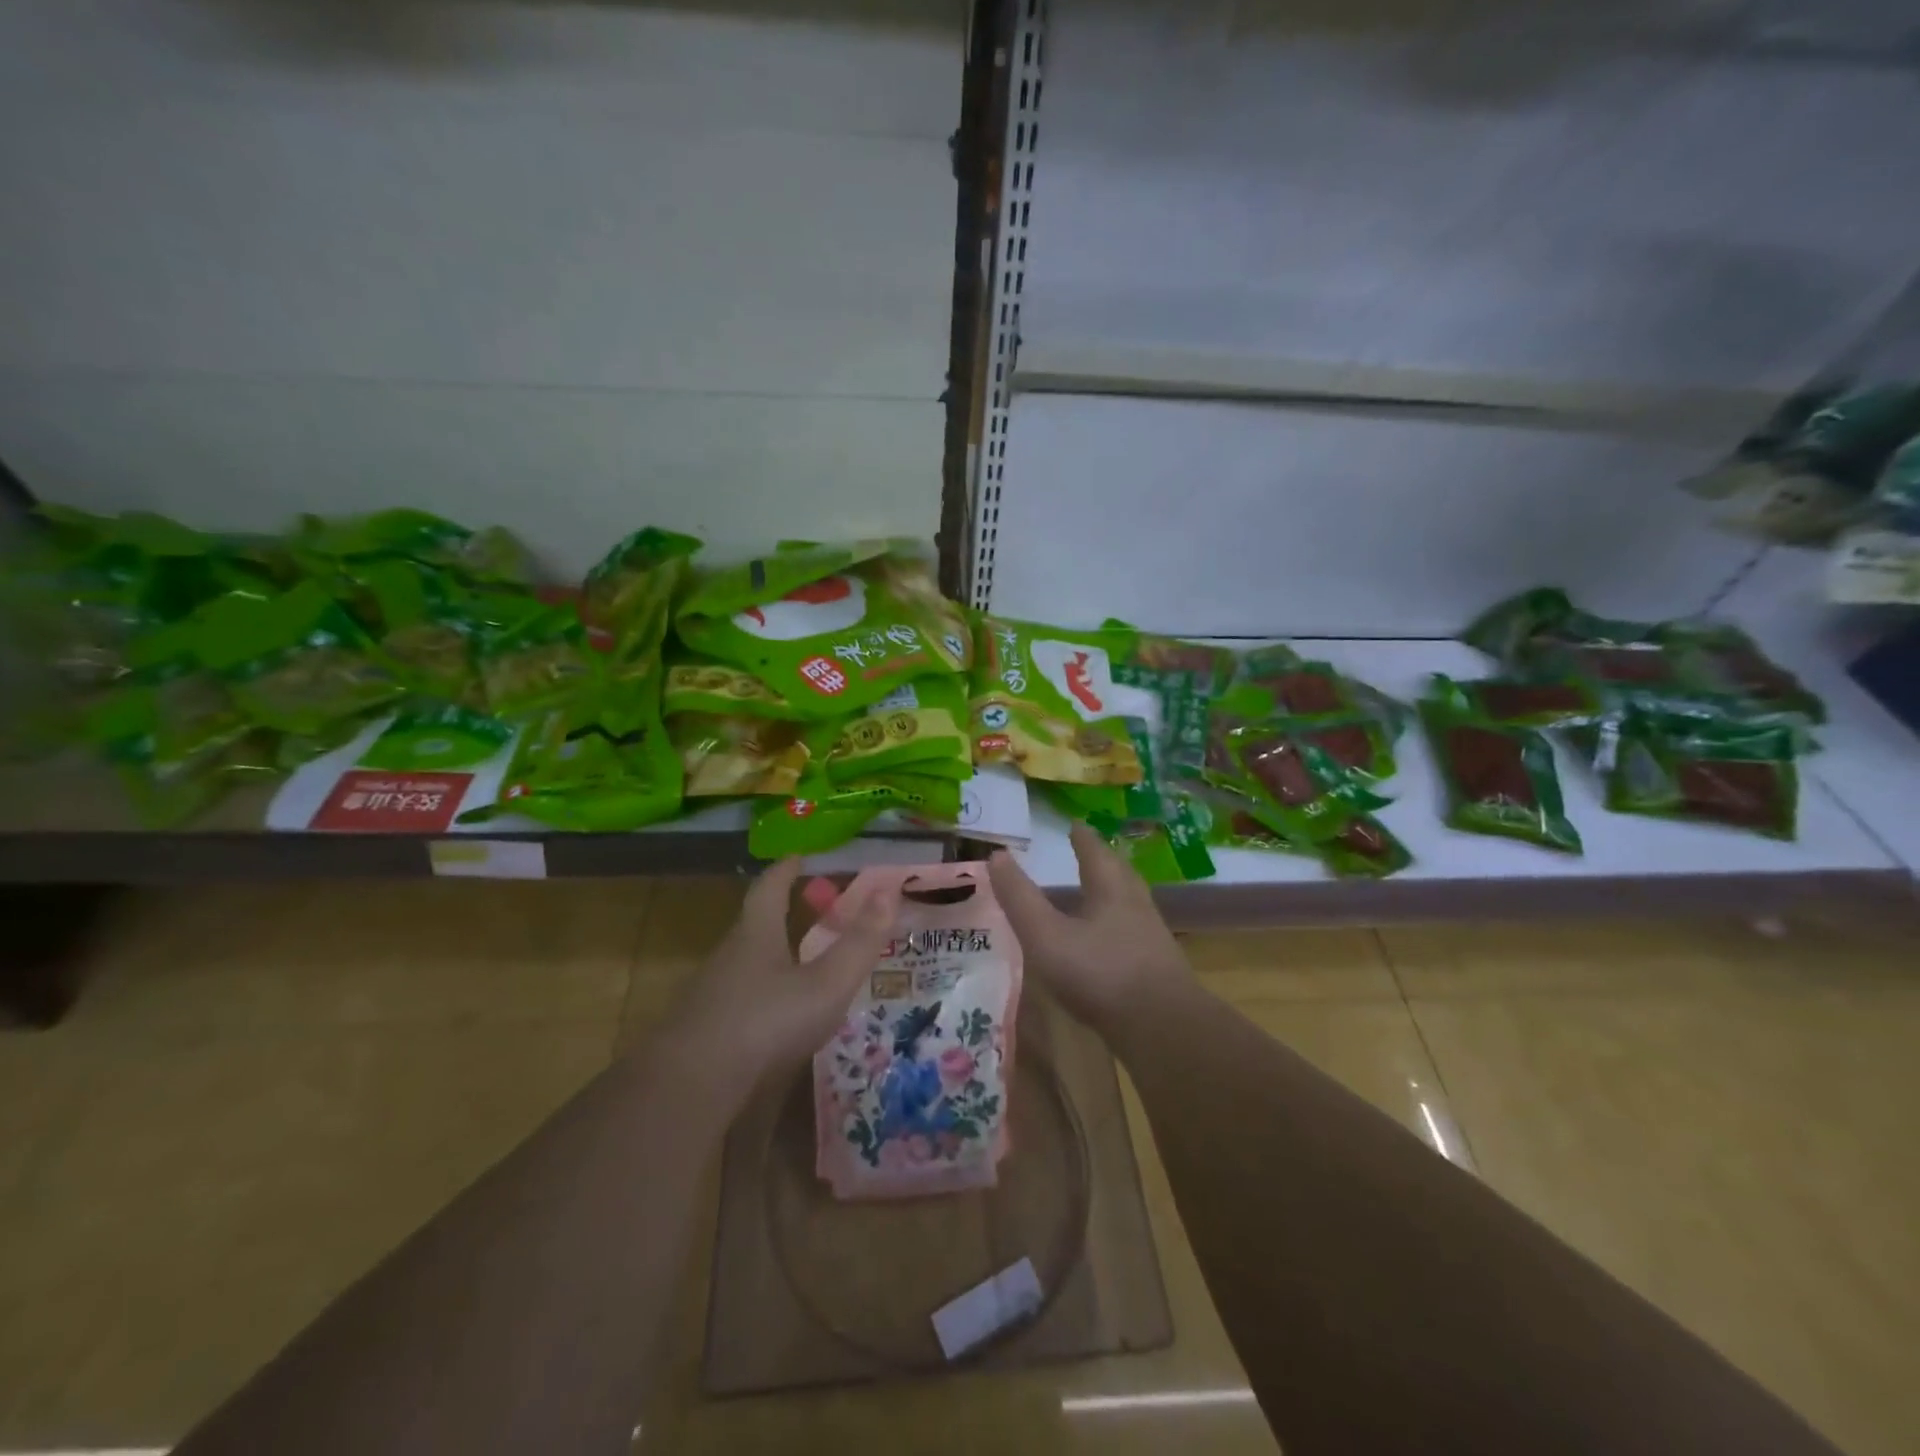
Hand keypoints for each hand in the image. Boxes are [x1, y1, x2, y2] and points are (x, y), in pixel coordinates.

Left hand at [664, 859, 898, 1109]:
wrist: (690, 1088)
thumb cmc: (766, 1023)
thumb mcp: (826, 984)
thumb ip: (859, 942)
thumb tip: (888, 892)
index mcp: (756, 934)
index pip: (770, 887)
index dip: (786, 870)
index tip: (799, 857)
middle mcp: (729, 956)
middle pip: (756, 923)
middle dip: (784, 912)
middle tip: (815, 910)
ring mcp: (711, 994)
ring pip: (747, 963)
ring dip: (774, 954)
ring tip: (803, 962)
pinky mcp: (704, 1030)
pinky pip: (739, 998)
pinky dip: (763, 993)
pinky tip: (778, 1016)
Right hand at [987, 824, 1195, 1037]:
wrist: (1163, 1028)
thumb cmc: (1100, 973)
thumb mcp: (1046, 936)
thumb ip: (1020, 898)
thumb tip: (997, 856)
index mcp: (1111, 890)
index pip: (1095, 853)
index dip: (1083, 838)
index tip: (1075, 824)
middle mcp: (1136, 906)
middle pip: (1120, 874)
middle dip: (1102, 861)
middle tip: (1090, 851)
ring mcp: (1151, 938)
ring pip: (1131, 903)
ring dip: (1114, 892)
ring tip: (1098, 893)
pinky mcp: (1158, 969)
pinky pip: (1136, 933)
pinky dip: (1120, 926)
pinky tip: (1110, 942)